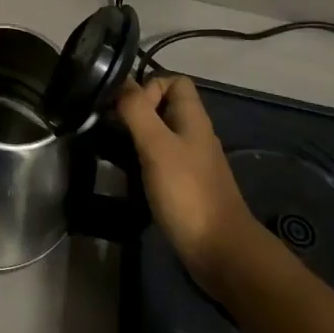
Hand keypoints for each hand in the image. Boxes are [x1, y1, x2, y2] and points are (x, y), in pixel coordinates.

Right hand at [116, 75, 272, 297]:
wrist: (221, 251)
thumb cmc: (188, 192)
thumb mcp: (156, 146)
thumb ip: (137, 111)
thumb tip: (120, 82)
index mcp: (193, 118)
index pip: (174, 81)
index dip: (149, 86)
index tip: (128, 108)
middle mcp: (194, 134)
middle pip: (165, 106)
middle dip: (137, 111)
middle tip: (112, 128)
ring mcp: (192, 161)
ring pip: (161, 133)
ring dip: (137, 136)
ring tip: (114, 149)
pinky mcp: (186, 184)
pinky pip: (162, 159)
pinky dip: (144, 160)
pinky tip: (129, 173)